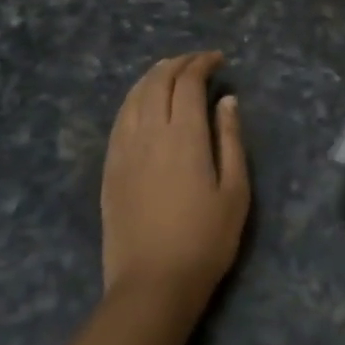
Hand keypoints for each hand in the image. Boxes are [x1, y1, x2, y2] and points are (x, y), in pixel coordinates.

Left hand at [101, 52, 250, 315]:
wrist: (153, 284)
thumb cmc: (206, 239)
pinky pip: (119, 119)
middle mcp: (149, 133)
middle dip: (178, 64)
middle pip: (157, 81)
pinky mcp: (110, 168)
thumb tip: (227, 100)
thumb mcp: (235, 190)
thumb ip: (230, 139)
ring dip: (153, 76)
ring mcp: (123, 150)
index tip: (219, 60)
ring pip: (134, 96)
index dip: (202, 63)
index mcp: (183, 135)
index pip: (187, 82)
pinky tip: (142, 102)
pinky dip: (133, 99)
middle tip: (197, 62)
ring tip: (170, 71)